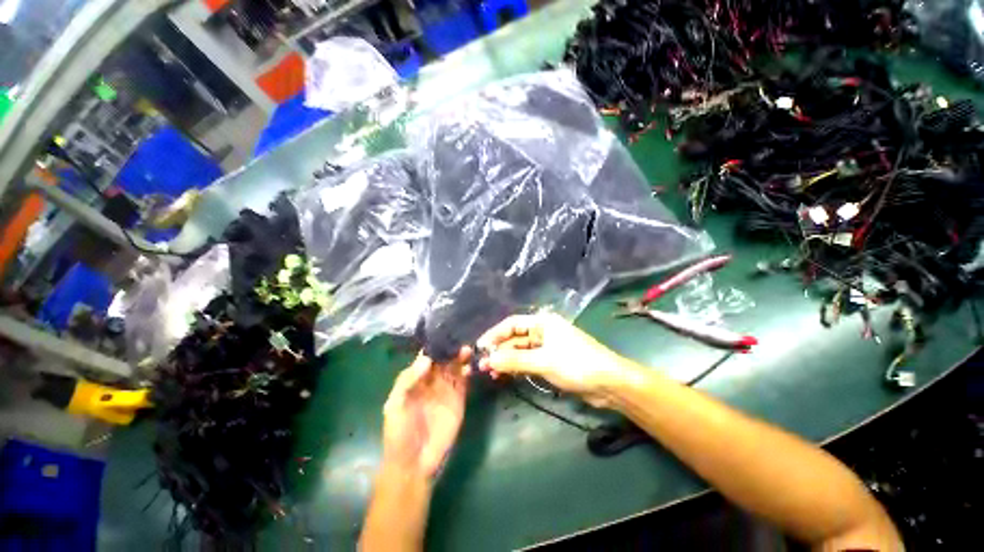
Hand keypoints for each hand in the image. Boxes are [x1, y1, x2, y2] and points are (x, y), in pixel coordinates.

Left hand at [382, 348, 470, 478]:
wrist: (414, 463)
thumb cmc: (399, 433)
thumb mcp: (395, 406)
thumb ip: (408, 381)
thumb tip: (426, 359)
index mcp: (416, 379)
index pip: (427, 357)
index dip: (435, 346)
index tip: (445, 334)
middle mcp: (432, 380)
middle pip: (444, 359)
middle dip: (451, 348)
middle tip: (461, 339)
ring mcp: (447, 389)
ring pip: (455, 367)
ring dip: (461, 357)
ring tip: (468, 349)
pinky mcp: (459, 399)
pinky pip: (464, 381)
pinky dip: (468, 371)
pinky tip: (471, 364)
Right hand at [476, 314, 627, 406]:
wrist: (609, 384)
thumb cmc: (576, 364)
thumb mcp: (544, 361)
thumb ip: (515, 360)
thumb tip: (489, 361)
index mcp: (542, 322)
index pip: (512, 324)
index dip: (494, 334)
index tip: (480, 347)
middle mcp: (542, 331)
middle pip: (514, 338)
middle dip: (499, 351)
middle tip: (482, 366)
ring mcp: (546, 347)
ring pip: (520, 351)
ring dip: (506, 361)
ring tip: (491, 373)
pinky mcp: (550, 362)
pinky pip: (527, 362)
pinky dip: (516, 368)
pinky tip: (505, 376)